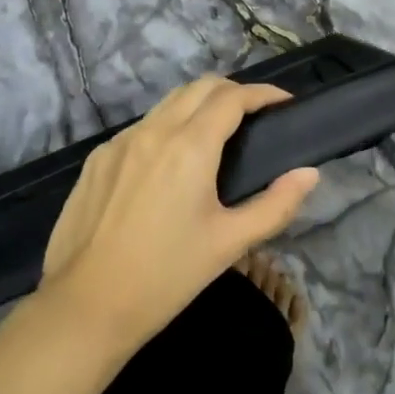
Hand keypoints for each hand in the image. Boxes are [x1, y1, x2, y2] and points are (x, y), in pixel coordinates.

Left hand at [39, 76, 319, 353]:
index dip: (263, 93)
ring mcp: (120, 141)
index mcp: (190, 146)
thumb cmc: (165, 277)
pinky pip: (141, 128)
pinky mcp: (98, 158)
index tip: (285, 103)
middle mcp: (154, 130)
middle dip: (233, 91)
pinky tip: (170, 164)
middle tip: (256, 116)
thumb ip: (275, 205)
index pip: (233, 97)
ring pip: (168, 103)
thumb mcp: (229, 244)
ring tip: (218, 135)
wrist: (85, 307)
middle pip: (200, 86)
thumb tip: (309, 173)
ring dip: (198, 105)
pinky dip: (167, 128)